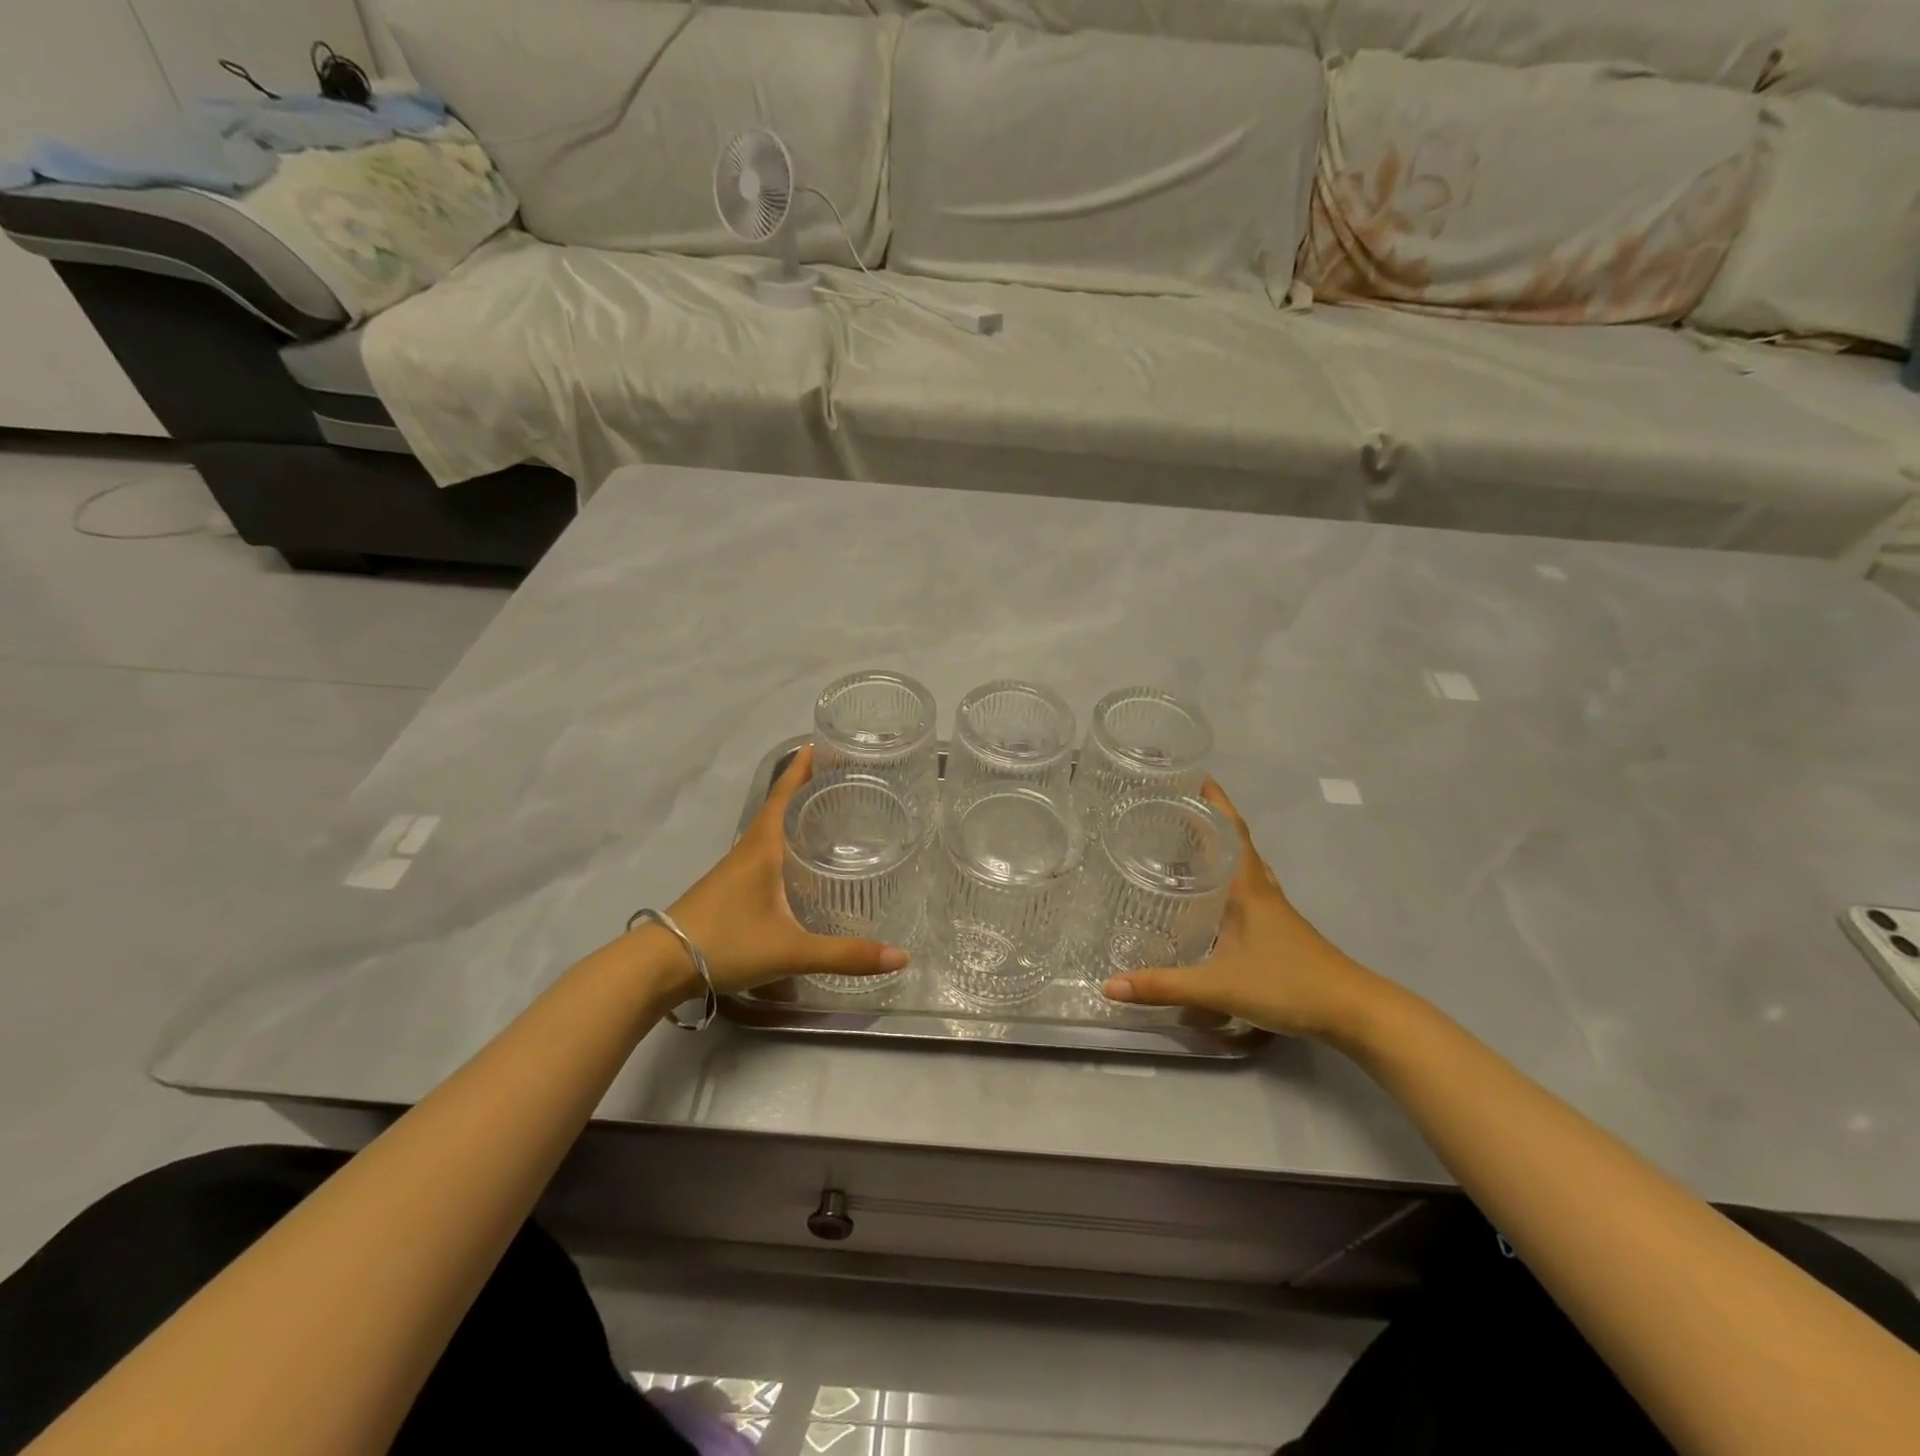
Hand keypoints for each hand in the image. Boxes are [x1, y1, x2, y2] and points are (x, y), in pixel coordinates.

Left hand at [660, 745, 909, 995]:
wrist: (658, 965)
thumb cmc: (725, 943)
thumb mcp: (790, 950)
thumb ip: (844, 955)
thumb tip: (900, 956)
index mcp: (763, 848)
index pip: (784, 795)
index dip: (801, 769)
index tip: (819, 744)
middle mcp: (748, 850)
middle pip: (779, 808)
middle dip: (805, 789)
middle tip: (840, 779)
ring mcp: (734, 870)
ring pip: (769, 832)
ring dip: (793, 816)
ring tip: (825, 815)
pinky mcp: (727, 890)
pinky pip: (762, 853)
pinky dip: (783, 844)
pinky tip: (796, 864)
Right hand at [1101, 781, 1385, 1039]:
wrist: (1352, 1011)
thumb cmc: (1286, 984)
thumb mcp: (1217, 986)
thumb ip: (1163, 985)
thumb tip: (1109, 984)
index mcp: (1248, 888)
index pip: (1231, 831)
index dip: (1215, 802)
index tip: (1194, 776)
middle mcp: (1262, 891)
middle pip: (1237, 843)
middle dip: (1210, 821)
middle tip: (1174, 809)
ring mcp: (1275, 911)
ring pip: (1245, 867)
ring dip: (1222, 849)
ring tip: (1189, 844)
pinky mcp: (1280, 931)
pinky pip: (1249, 890)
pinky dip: (1230, 880)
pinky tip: (1215, 898)